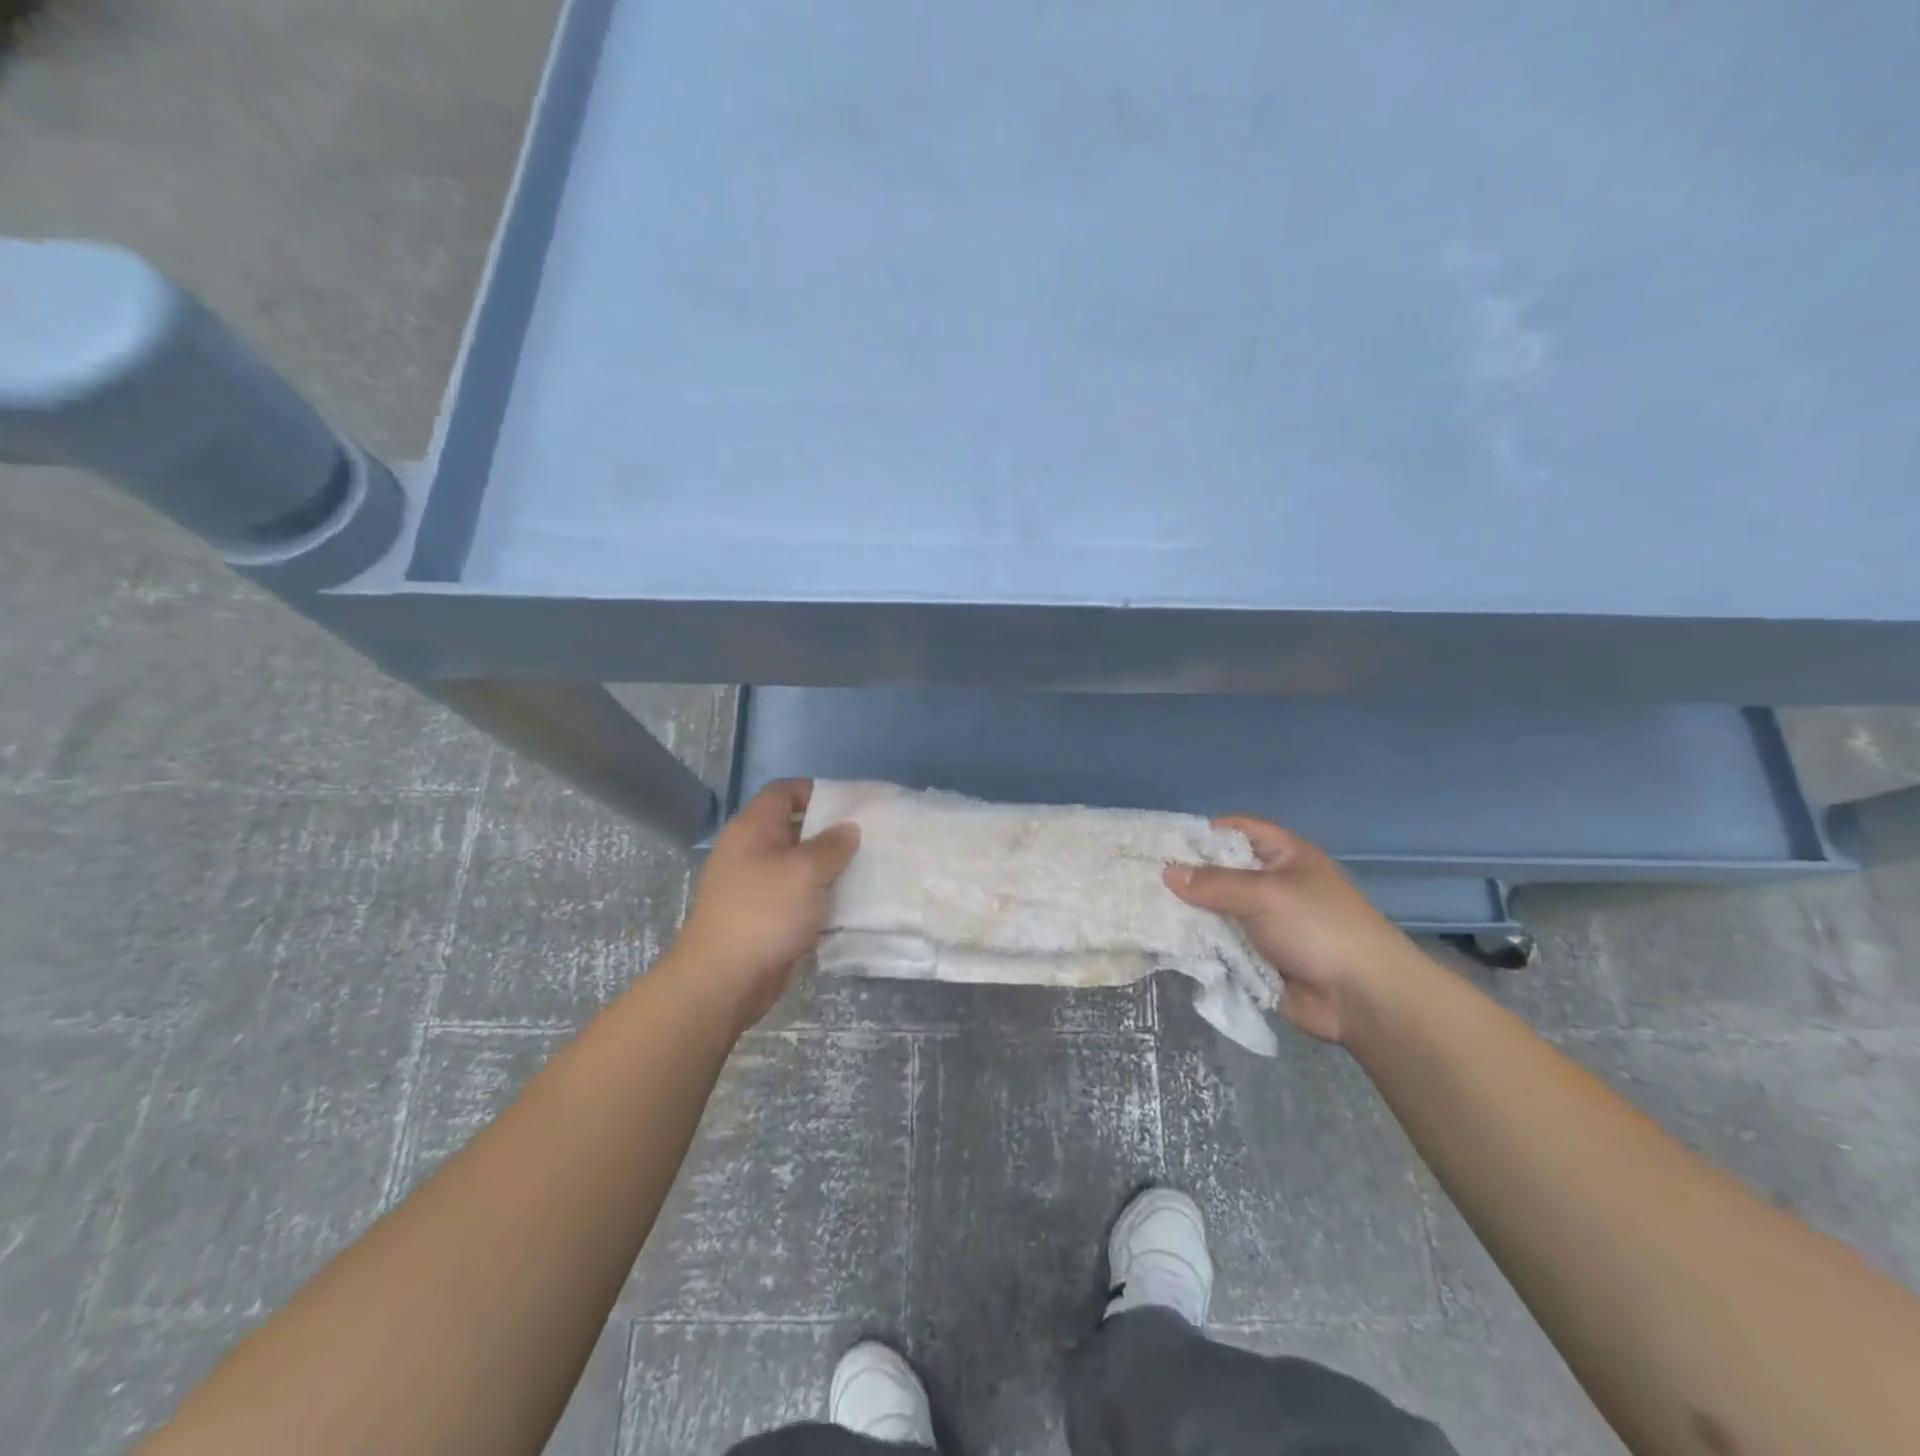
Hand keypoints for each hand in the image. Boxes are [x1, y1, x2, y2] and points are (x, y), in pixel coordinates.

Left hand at [667, 781, 860, 1032]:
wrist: (724, 979)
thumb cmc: (765, 912)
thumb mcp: (805, 871)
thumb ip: (832, 845)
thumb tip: (848, 829)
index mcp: (753, 829)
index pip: (783, 792)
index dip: (814, 792)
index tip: (850, 805)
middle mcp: (750, 852)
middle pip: (793, 829)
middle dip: (829, 833)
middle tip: (867, 839)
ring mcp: (754, 886)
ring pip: (798, 867)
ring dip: (828, 870)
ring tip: (866, 870)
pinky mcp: (763, 917)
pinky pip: (797, 898)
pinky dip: (819, 899)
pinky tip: (848, 905)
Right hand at [1164, 817, 1421, 1044]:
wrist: (1363, 999)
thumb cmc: (1319, 929)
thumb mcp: (1265, 894)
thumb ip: (1214, 883)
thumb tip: (1167, 872)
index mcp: (1284, 857)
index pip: (1239, 830)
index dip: (1203, 832)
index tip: (1162, 841)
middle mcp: (1272, 885)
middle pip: (1221, 872)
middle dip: (1186, 876)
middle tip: (1142, 877)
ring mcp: (1264, 924)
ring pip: (1216, 911)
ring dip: (1188, 914)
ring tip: (1143, 910)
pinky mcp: (1257, 958)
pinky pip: (1220, 945)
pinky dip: (1198, 945)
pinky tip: (1164, 942)